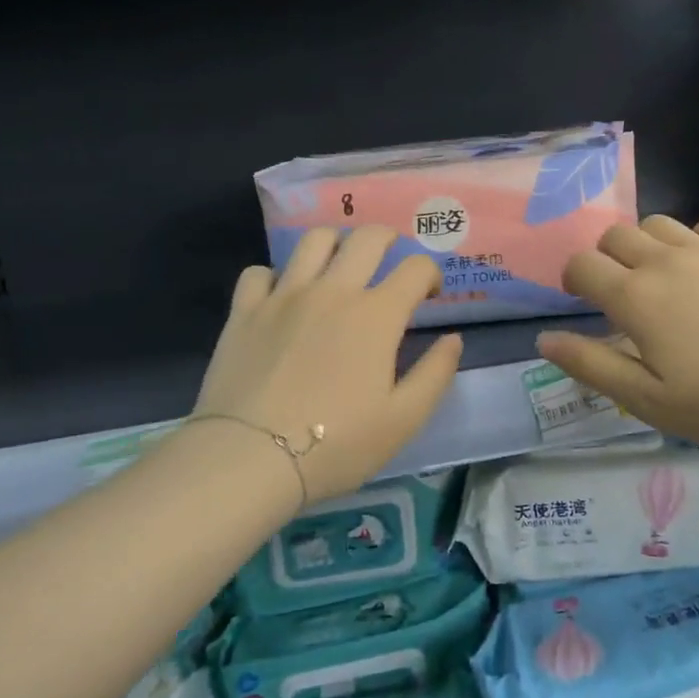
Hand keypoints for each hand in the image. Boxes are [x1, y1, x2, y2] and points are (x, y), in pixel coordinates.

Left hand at [193, 226, 463, 504]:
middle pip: (367, 238)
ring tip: (338, 265)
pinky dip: (276, 276)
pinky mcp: (245, 310)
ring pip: (313, 240)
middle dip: (388, 240)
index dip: (430, 274)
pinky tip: (282, 297)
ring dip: (335, 244)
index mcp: (376, 315)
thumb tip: (453, 338)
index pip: (416, 268)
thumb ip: (435, 373)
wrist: (249, 459)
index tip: (429, 294)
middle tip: (389, 260)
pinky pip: (261, 272)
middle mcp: (333, 291)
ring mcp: (285, 296)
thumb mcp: (403, 420)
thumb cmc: (336, 444)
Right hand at [536, 214, 698, 454]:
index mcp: (635, 297)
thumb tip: (544, 339)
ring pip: (660, 224)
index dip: (574, 278)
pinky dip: (697, 239)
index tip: (583, 298)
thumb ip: (592, 365)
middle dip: (607, 257)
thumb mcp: (648, 400)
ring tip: (664, 276)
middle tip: (623, 292)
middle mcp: (666, 261)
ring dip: (648, 244)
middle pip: (616, 235)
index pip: (583, 265)